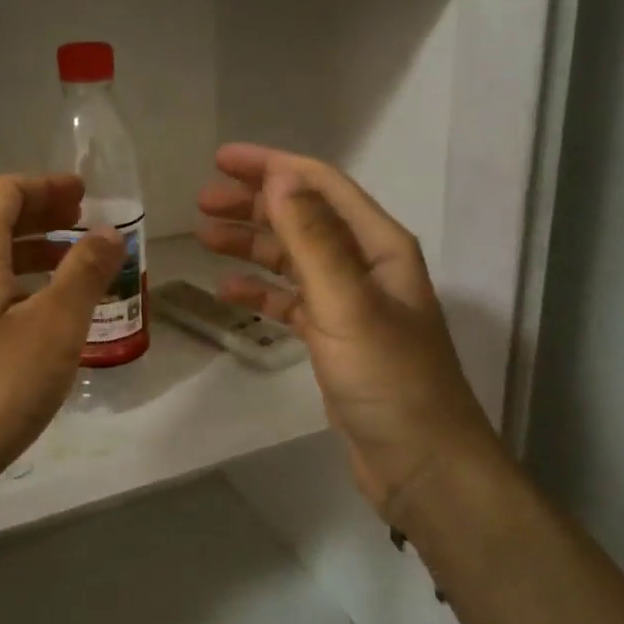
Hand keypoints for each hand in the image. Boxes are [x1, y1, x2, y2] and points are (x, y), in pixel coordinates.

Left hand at [0, 175, 121, 498]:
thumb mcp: (53, 328)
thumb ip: (83, 273)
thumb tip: (108, 231)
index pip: (5, 192)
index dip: (47, 186)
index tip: (86, 194)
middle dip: (43, 217)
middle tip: (87, 226)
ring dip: (32, 255)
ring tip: (75, 270)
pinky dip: (17, 288)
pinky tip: (43, 320)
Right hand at [197, 144, 498, 520]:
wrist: (422, 464)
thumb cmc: (389, 379)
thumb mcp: (347, 303)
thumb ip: (312, 238)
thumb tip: (278, 177)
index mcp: (378, 245)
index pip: (320, 185)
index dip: (272, 166)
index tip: (221, 159)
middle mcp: (365, 265)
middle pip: (302, 217)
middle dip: (253, 203)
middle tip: (202, 202)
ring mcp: (349, 302)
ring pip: (292, 258)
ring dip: (251, 244)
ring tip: (205, 237)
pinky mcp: (334, 338)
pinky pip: (290, 300)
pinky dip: (260, 290)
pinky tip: (228, 291)